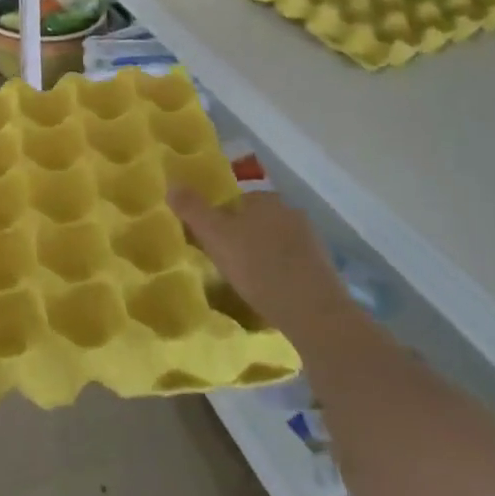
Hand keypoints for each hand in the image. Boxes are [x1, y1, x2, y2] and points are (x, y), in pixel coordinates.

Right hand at [168, 188, 348, 337]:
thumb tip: (171, 184)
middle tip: (225, 262)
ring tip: (247, 281)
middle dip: (242, 237)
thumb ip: (192, 209)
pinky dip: (280, 272)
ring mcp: (311, 240)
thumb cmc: (257, 267)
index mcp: (265, 199)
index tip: (210, 243)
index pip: (235, 201)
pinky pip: (291, 263)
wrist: (312, 311)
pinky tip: (271, 292)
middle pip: (256, 220)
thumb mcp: (215, 236)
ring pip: (275, 242)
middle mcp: (291, 212)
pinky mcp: (323, 267)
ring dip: (261, 255)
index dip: (219, 220)